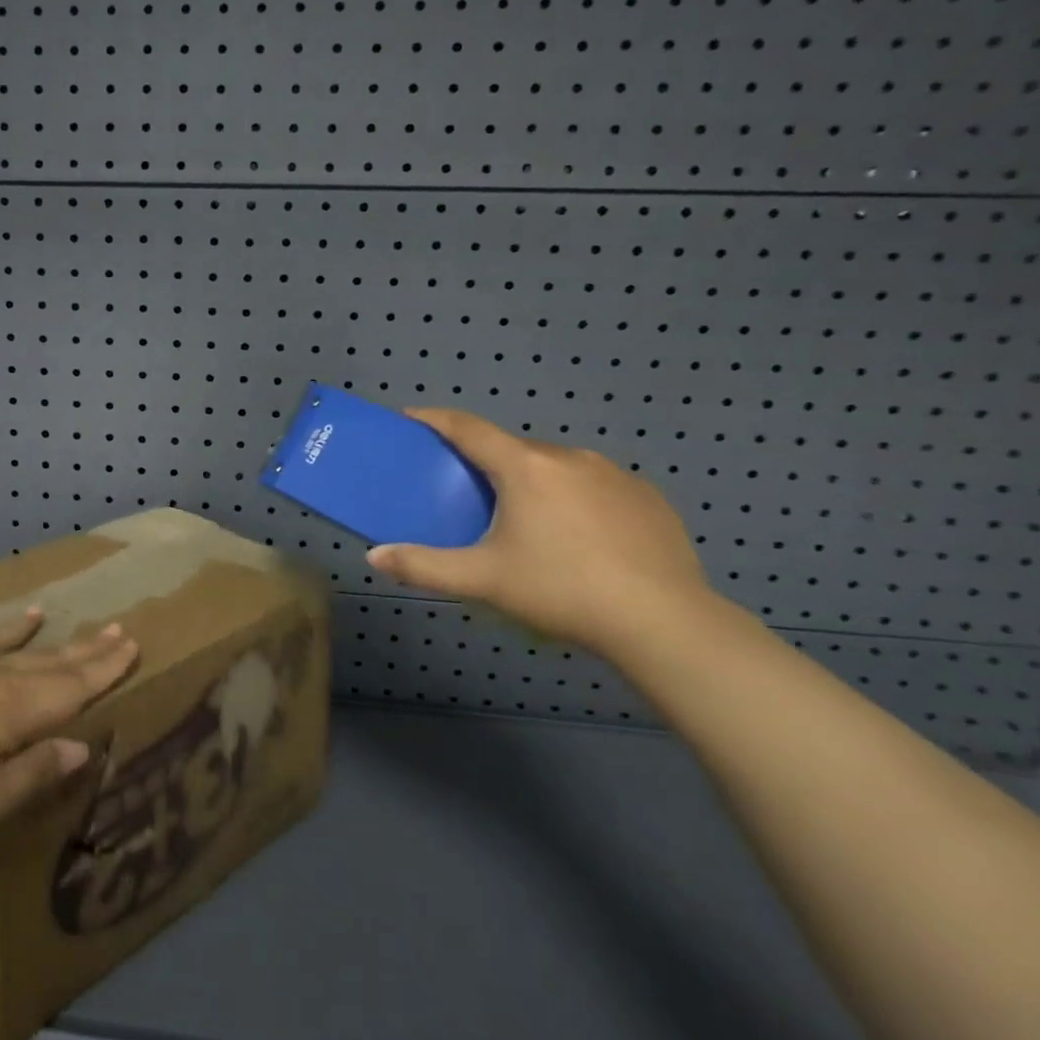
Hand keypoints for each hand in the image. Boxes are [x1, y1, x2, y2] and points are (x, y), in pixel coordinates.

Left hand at [0, 608, 138, 860]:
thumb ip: (36, 769)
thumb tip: (83, 745)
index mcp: (10, 707)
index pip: (70, 684)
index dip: (104, 667)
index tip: (132, 643)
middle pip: (42, 661)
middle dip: (80, 647)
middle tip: (112, 626)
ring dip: (20, 631)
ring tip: (42, 612)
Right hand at [366, 409, 715, 653]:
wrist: (664, 622)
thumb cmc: (562, 590)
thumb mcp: (483, 580)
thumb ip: (424, 566)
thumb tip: (374, 556)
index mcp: (525, 467)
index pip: (468, 428)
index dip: (435, 419)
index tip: (411, 417)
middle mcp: (568, 457)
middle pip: (513, 449)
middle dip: (486, 462)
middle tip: (470, 494)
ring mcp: (614, 473)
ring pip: (557, 467)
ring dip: (533, 481)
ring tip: (529, 523)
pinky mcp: (647, 497)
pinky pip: (596, 485)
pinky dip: (576, 498)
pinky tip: (580, 538)